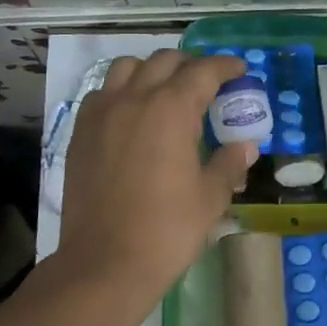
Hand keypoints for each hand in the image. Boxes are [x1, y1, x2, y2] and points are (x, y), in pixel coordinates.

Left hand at [55, 50, 254, 322]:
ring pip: (127, 68)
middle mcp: (134, 99)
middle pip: (164, 61)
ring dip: (152, 72)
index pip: (203, 71)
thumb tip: (245, 146)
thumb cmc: (167, 230)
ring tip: (166, 93)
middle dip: (190, 66)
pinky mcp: (81, 132)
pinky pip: (103, 94)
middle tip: (208, 86)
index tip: (239, 70)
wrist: (104, 263)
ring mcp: (101, 113)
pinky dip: (122, 92)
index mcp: (171, 109)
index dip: (225, 66)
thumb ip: (229, 163)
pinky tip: (133, 116)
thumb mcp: (210, 197)